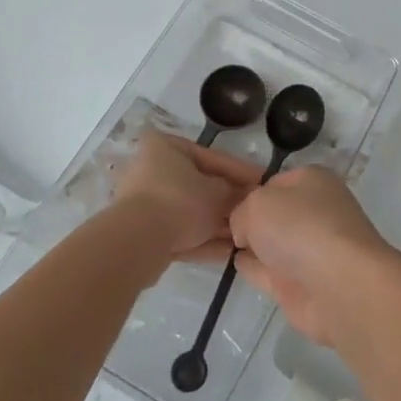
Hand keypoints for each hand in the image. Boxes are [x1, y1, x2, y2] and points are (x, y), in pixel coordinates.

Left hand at [113, 131, 261, 266]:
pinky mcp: (142, 232)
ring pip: (189, 211)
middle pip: (199, 185)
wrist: (137, 243)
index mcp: (166, 147)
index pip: (212, 157)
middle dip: (227, 201)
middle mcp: (152, 169)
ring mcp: (144, 202)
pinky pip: (178, 231)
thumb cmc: (180, 202)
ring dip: (216, 224)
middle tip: (253, 211)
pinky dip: (201, 239)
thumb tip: (246, 196)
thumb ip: (234, 193)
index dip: (241, 171)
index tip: (263, 181)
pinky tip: (227, 253)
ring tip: (244, 236)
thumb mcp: (218, 194)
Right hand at [229, 165, 398, 347]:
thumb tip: (244, 232)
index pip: (275, 182)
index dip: (250, 192)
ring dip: (252, 243)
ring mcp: (310, 250)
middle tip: (218, 225)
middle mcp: (315, 213)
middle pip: (275, 213)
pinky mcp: (302, 284)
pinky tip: (236, 264)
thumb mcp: (258, 204)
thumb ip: (241, 212)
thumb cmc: (301, 228)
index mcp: (313, 182)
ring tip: (222, 242)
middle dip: (251, 218)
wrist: (339, 285)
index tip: (225, 204)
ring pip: (272, 242)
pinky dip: (254, 267)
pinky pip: (269, 270)